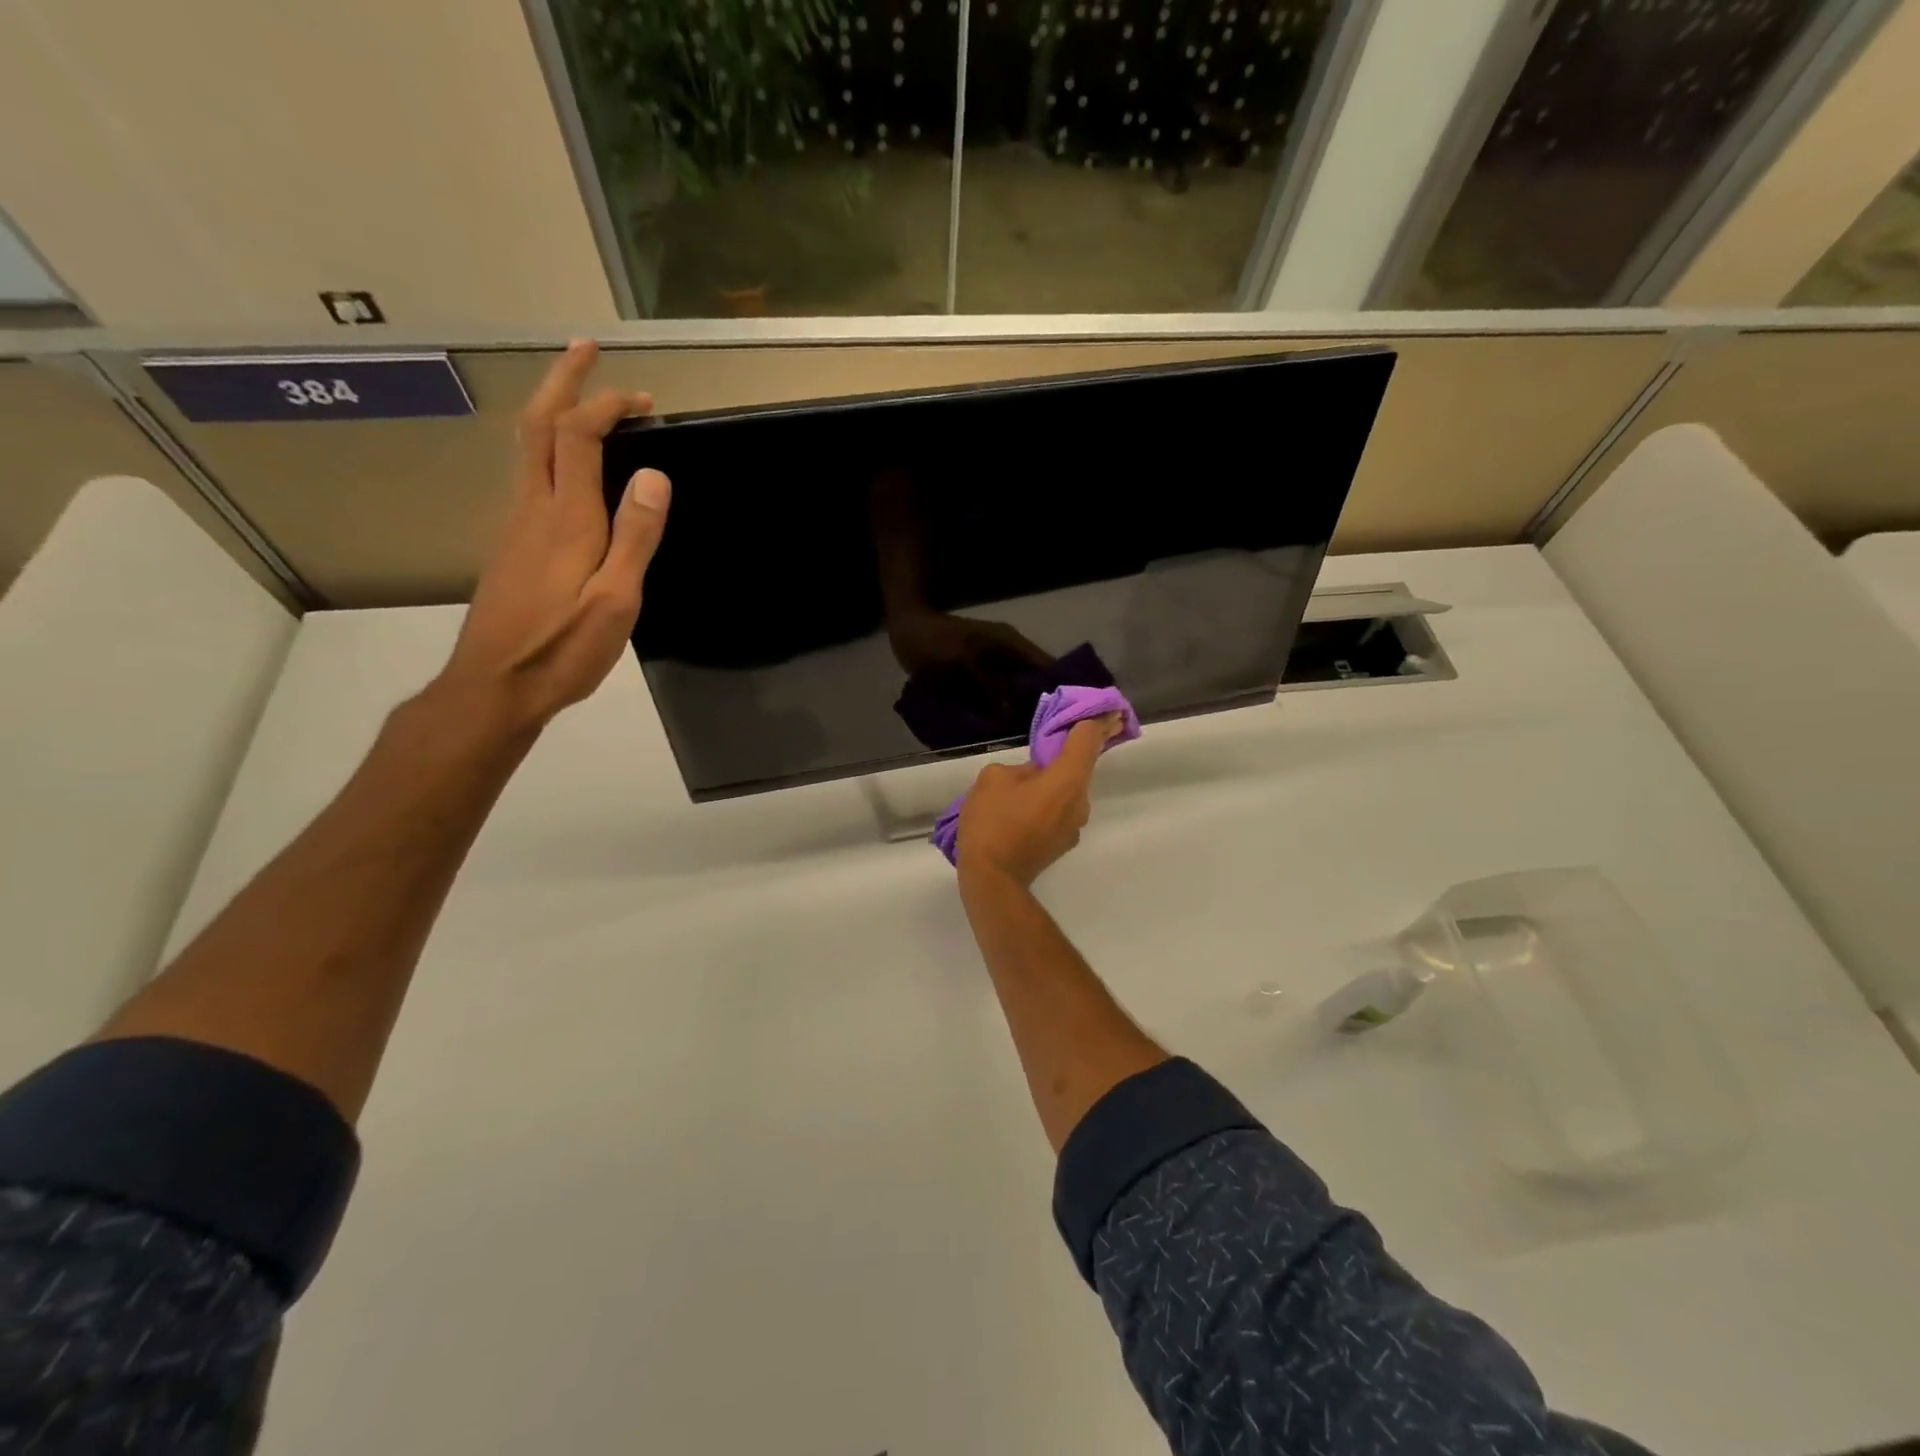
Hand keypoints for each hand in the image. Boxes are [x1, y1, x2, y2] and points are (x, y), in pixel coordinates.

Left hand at [436, 340, 669, 732]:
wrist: (495, 685)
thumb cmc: (563, 648)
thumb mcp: (616, 600)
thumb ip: (635, 537)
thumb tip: (655, 475)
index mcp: (566, 519)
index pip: (578, 436)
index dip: (606, 405)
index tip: (642, 398)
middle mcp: (533, 509)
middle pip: (537, 426)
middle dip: (562, 381)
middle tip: (586, 348)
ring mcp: (515, 526)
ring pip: (526, 448)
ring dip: (551, 409)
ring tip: (579, 395)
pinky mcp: (511, 546)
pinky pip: (528, 477)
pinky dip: (549, 447)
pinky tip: (566, 464)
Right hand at [956, 714, 1120, 887]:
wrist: (992, 879)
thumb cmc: (992, 823)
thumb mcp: (993, 779)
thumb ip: (1018, 768)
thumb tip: (1030, 776)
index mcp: (1068, 780)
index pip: (1089, 741)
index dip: (1096, 721)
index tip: (1107, 709)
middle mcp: (1080, 802)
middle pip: (1080, 767)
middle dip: (1068, 754)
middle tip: (1054, 742)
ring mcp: (1075, 826)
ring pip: (1067, 791)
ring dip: (1053, 783)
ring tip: (1022, 785)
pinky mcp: (1063, 843)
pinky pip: (1058, 811)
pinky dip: (1047, 803)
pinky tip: (1021, 808)